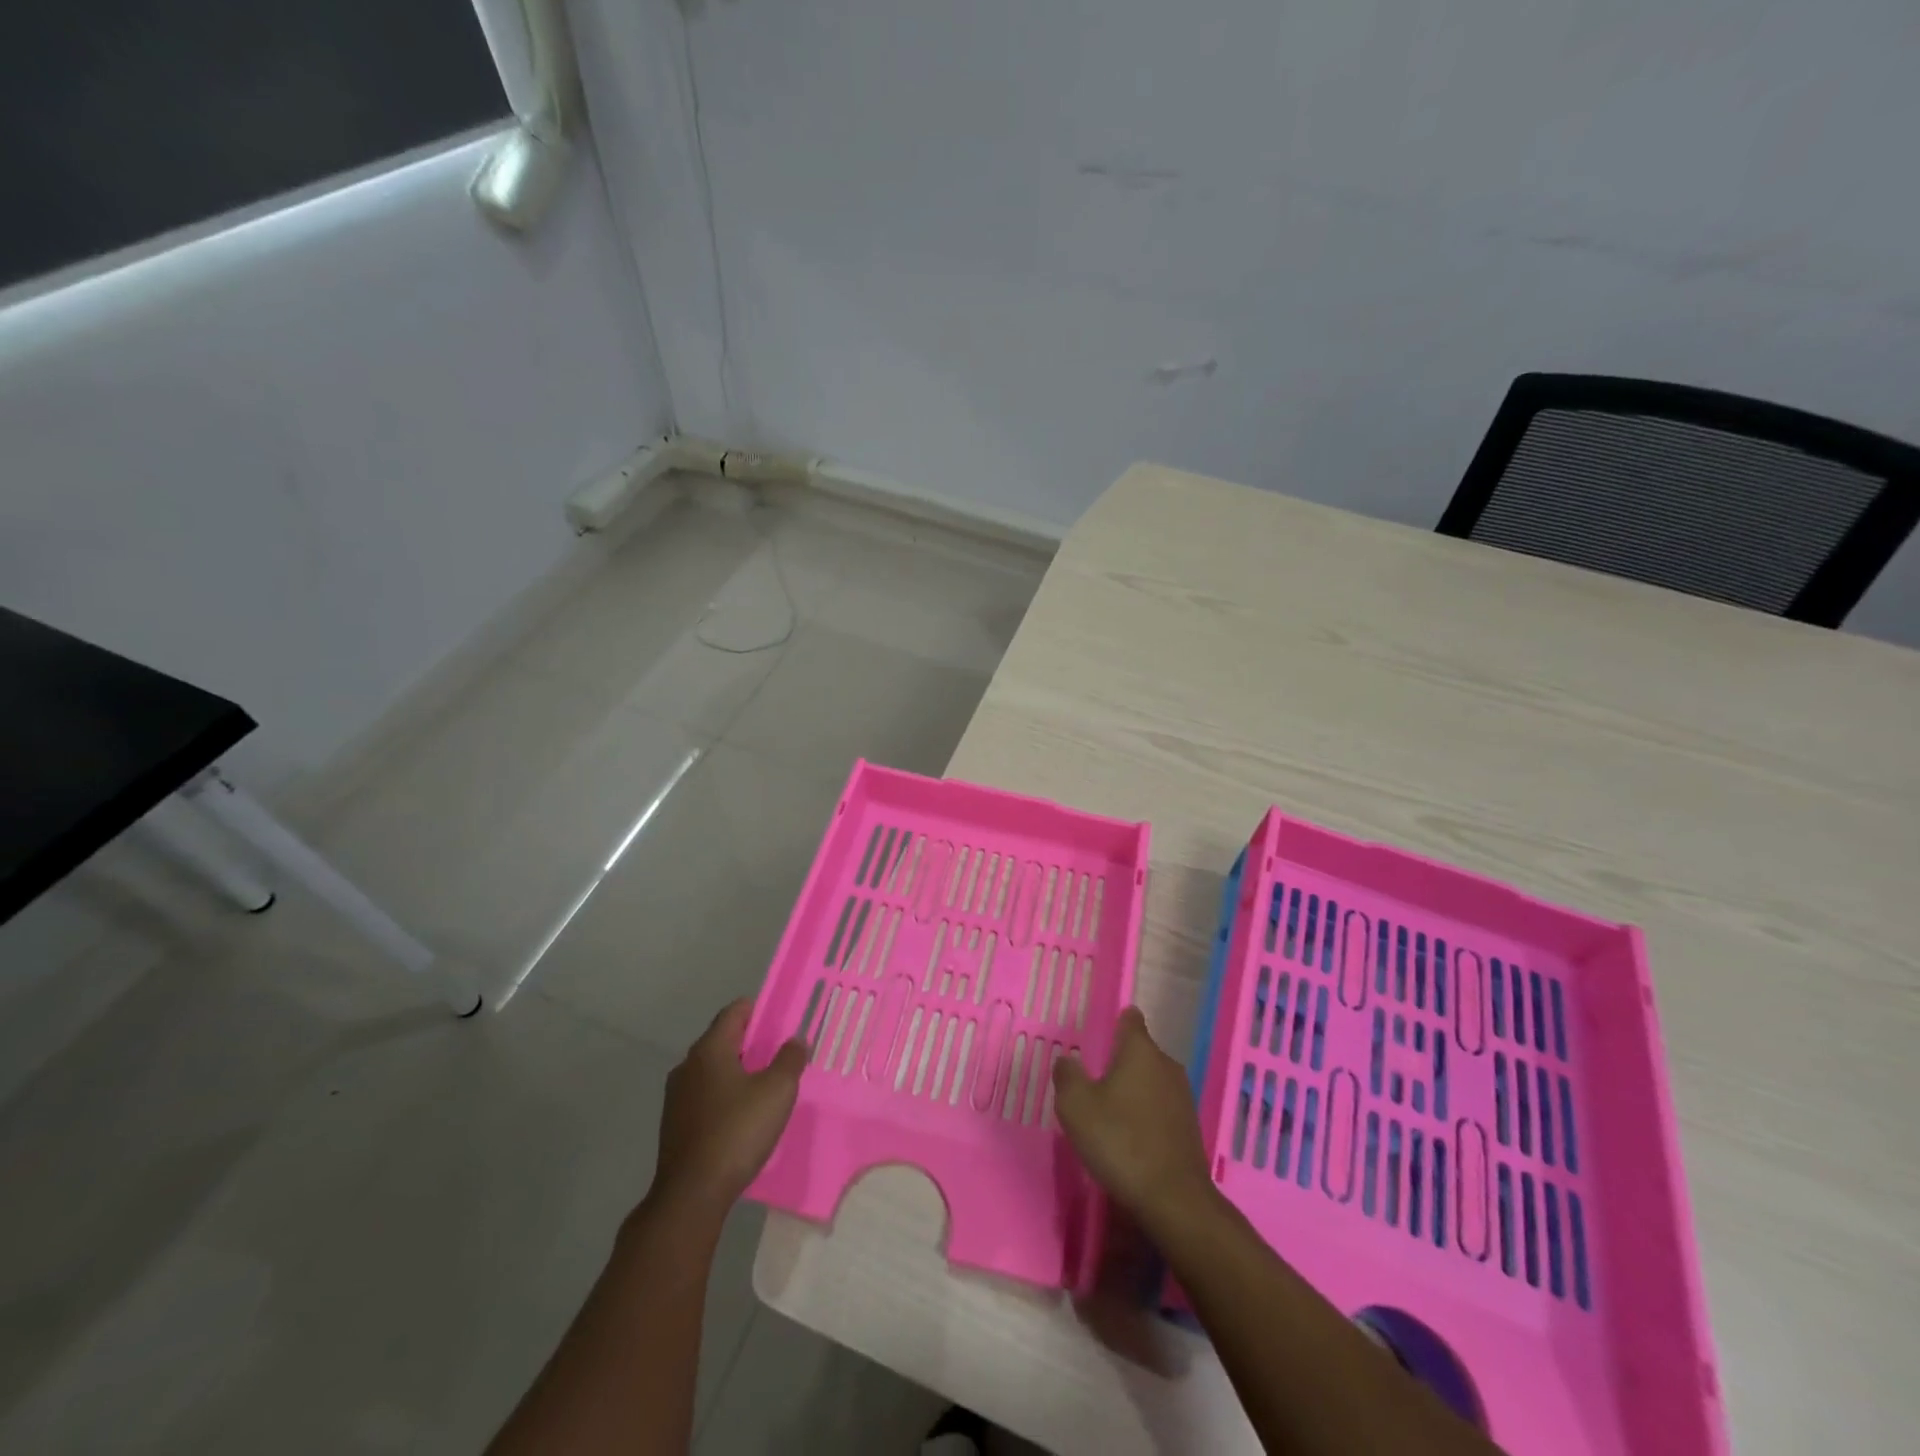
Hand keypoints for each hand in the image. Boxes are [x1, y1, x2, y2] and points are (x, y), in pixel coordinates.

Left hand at [651, 999, 804, 1217]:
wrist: (692, 1194)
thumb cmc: (737, 1131)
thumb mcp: (777, 1091)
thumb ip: (789, 1059)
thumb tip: (795, 1041)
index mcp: (709, 1049)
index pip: (734, 1012)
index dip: (758, 1009)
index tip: (780, 1018)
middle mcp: (687, 1066)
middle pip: (722, 1040)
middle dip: (750, 1042)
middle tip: (779, 1052)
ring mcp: (677, 1097)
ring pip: (712, 1070)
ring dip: (737, 1071)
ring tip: (765, 1085)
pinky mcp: (675, 1125)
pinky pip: (705, 1096)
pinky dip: (724, 1095)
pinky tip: (743, 1116)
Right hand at [1053, 1007, 1213, 1234]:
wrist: (1173, 1199)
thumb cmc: (1120, 1141)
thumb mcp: (1076, 1107)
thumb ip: (1067, 1076)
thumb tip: (1067, 1060)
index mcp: (1140, 1050)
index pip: (1130, 1019)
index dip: (1116, 1022)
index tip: (1101, 1036)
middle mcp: (1165, 1064)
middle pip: (1141, 1051)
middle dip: (1120, 1061)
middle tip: (1094, 1082)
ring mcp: (1182, 1095)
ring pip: (1152, 1080)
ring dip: (1133, 1090)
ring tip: (1109, 1112)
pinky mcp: (1189, 1126)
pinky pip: (1161, 1107)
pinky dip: (1146, 1114)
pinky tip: (1130, 1137)